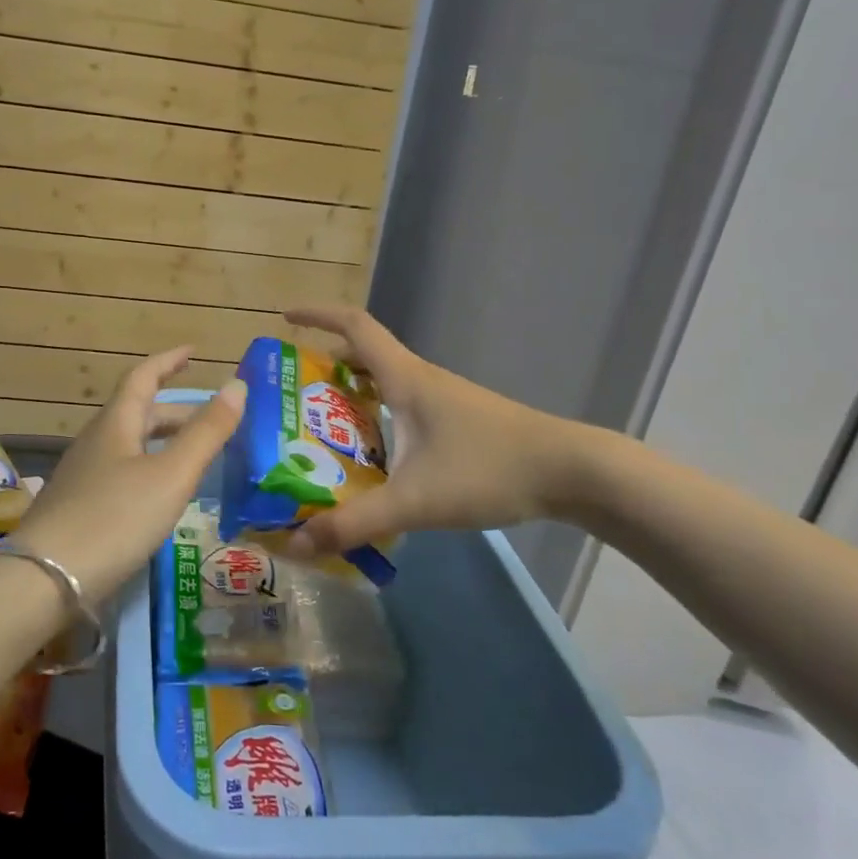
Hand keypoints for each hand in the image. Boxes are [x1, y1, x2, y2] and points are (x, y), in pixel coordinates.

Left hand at [10, 347, 245, 600]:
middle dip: (177, 411)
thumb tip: (237, 385)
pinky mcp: (78, 507)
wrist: (44, 580)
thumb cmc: (114, 518)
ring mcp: (83, 476)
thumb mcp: (171, 475)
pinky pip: (122, 472)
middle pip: (138, 413)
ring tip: (194, 456)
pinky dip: (149, 469)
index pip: (142, 377)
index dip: (168, 361)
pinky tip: (160, 495)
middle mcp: (96, 442)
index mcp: (116, 424)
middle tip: (213, 419)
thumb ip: (206, 433)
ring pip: (130, 444)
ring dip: (163, 441)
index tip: (192, 351)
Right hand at [282, 307, 599, 555]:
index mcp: (405, 379)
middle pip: (363, 356)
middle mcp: (421, 380)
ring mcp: (442, 401)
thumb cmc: (489, 469)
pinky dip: (377, 418)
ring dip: (350, 396)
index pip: (355, 326)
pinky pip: (403, 408)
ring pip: (384, 385)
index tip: (285, 318)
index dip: (317, 316)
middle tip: (291, 398)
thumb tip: (297, 543)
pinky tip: (372, 459)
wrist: (572, 472)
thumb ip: (355, 523)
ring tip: (320, 432)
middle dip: (324, 367)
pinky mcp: (457, 423)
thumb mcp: (415, 500)